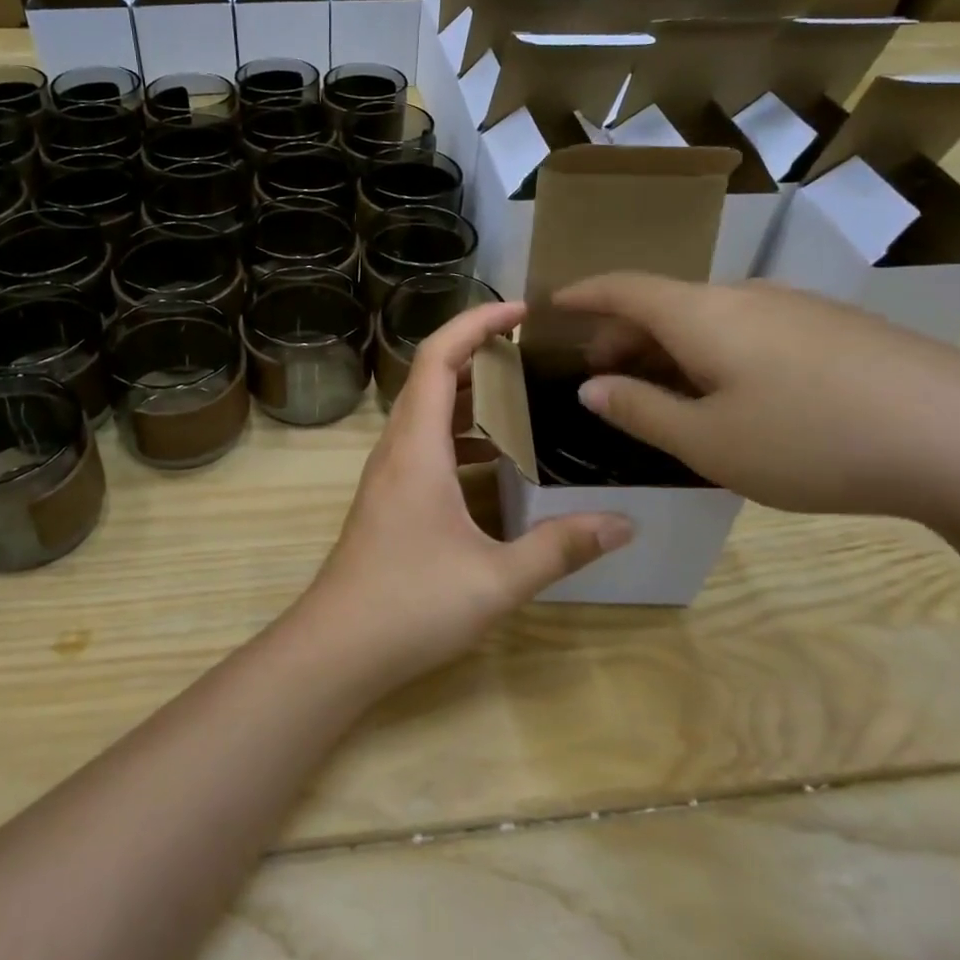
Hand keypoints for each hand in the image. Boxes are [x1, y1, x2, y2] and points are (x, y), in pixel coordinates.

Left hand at [291, 301, 631, 689]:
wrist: (336, 649)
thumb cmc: (410, 604)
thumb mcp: (496, 579)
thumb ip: (560, 547)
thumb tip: (623, 522)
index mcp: (417, 447)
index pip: (437, 358)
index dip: (475, 323)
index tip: (519, 310)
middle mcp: (398, 449)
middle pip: (431, 377)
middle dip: (479, 353)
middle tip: (533, 353)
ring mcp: (388, 476)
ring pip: (427, 414)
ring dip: (469, 397)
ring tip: (524, 399)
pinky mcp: (389, 501)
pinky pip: (426, 446)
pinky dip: (460, 437)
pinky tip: (497, 464)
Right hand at [555, 275, 959, 530]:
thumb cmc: (814, 442)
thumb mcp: (710, 442)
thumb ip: (640, 411)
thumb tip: (592, 388)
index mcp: (702, 314)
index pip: (624, 287)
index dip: (583, 294)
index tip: (552, 303)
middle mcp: (745, 296)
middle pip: (665, 303)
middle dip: (623, 335)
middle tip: (602, 377)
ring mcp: (797, 308)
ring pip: (709, 318)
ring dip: (670, 348)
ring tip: (662, 393)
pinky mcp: (836, 329)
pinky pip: (750, 330)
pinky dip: (714, 354)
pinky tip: (731, 397)